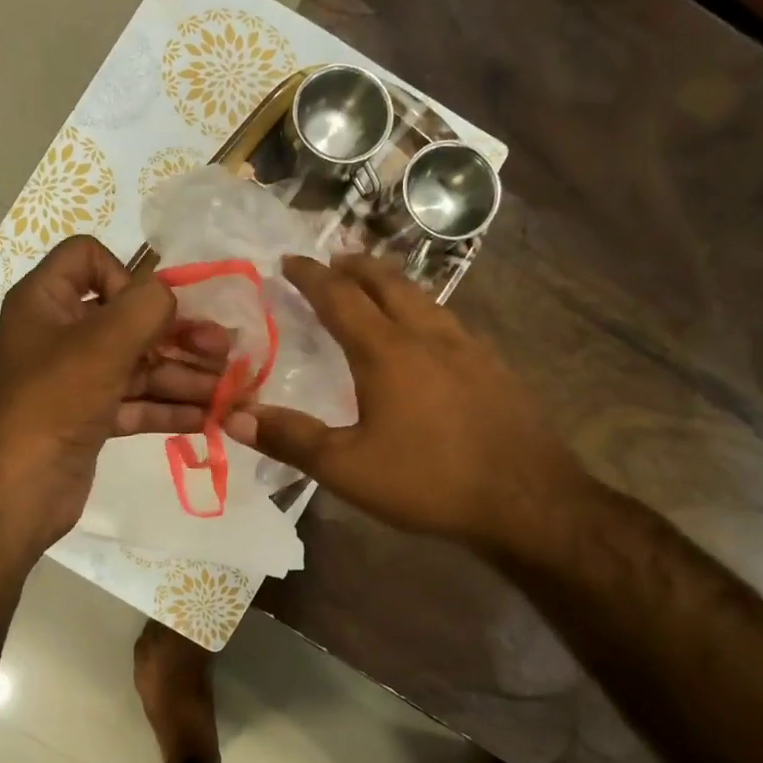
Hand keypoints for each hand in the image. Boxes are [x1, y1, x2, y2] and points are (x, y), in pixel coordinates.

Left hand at [0, 236, 232, 551]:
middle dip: (179, 336)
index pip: (87, 258)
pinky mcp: (90, 418)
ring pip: (138, 365)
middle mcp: (60, 335)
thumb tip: (170, 294)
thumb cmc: (53, 402)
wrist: (15, 491)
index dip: (123, 275)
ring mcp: (76, 380)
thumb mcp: (102, 344)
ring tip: (232, 390)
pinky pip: (136, 402)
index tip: (146, 311)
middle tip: (225, 351)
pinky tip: (211, 416)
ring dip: (185, 376)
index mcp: (46, 301)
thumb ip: (145, 306)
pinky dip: (169, 407)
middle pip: (128, 319)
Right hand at [239, 254, 590, 554]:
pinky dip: (422, 310)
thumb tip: (234, 416)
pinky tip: (426, 335)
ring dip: (392, 283)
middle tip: (333, 260)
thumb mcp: (347, 468)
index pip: (340, 298)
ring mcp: (469, 348)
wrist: (528, 501)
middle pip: (388, 283)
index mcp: (387, 352)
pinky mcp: (495, 368)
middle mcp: (428, 336)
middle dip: (355, 267)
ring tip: (374, 286)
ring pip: (424, 298)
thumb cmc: (429, 481)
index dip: (311, 277)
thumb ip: (290, 439)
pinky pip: (448, 321)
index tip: (289, 261)